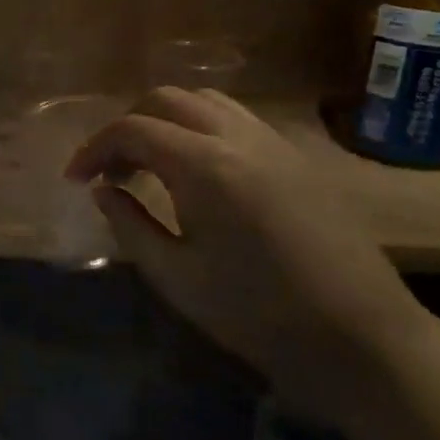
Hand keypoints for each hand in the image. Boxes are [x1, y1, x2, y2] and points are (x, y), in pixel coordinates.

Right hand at [66, 88, 429, 414]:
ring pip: (205, 101)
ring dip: (165, 121)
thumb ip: (130, 224)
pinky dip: (201, 129)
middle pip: (166, 99)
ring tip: (150, 165)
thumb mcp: (175, 276)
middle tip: (111, 170)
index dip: (94, 149)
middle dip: (127, 126)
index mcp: (204, 165)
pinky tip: (197, 172)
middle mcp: (239, 138)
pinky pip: (237, 120)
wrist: (362, 339)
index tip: (76, 180)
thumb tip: (103, 190)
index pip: (131, 129)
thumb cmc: (257, 313)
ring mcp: (274, 143)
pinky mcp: (297, 158)